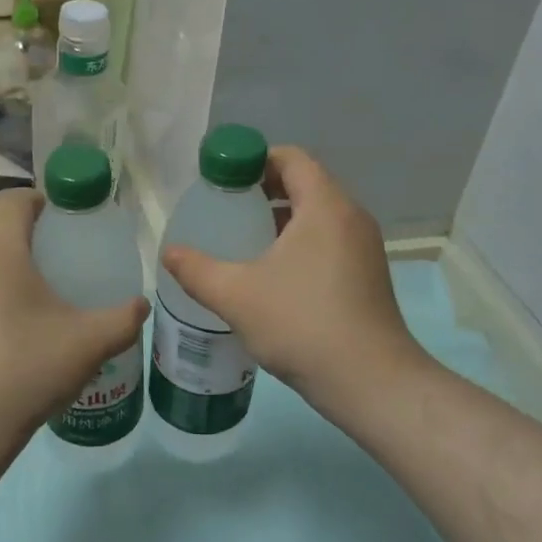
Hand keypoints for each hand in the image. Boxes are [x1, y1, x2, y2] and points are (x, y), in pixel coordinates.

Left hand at [0, 189, 147, 452]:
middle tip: (69, 260)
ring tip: (49, 299)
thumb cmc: (25, 369)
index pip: (13, 199)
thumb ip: (123, 319)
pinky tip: (20, 335)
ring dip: (13, 270)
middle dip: (33, 237)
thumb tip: (141, 305)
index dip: (43, 199)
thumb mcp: (88, 343)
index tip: (70, 220)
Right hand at [161, 147, 425, 418]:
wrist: (371, 382)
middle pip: (305, 183)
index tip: (222, 179)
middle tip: (226, 208)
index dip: (254, 160)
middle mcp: (351, 217)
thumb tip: (170, 253)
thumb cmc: (302, 324)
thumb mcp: (237, 295)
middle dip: (263, 189)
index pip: (292, 158)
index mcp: (325, 206)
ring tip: (244, 240)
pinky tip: (272, 274)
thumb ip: (197, 270)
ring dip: (281, 218)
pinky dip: (300, 242)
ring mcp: (364, 248)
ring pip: (318, 215)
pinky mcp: (367, 275)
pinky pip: (329, 240)